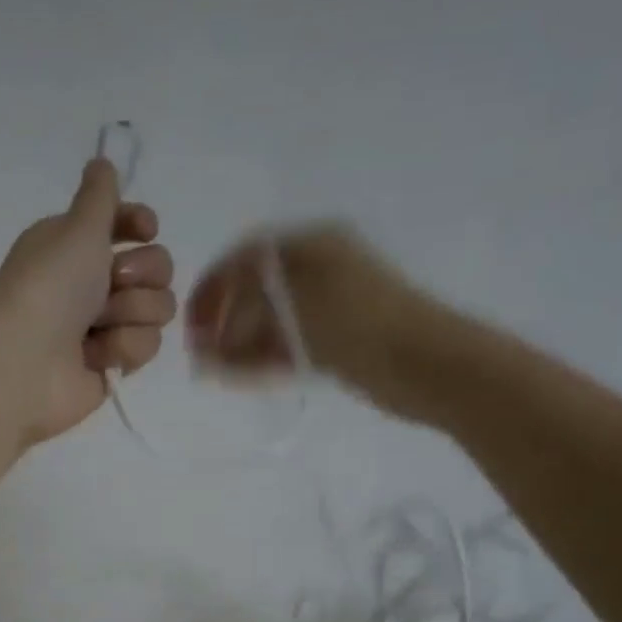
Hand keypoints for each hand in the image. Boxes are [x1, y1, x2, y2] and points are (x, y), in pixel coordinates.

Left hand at [0, 158, 175, 442]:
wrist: (25, 362)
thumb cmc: (49, 286)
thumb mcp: (77, 227)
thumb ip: (100, 194)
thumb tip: (102, 162)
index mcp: (76, 245)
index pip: (128, 226)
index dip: (142, 225)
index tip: (145, 229)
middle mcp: (92, 282)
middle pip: (156, 267)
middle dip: (143, 273)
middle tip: (113, 282)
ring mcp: (104, 326)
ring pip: (156, 308)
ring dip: (132, 313)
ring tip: (98, 325)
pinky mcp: (113, 363)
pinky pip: (146, 346)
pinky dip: (123, 348)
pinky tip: (95, 355)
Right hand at [186, 222, 472, 424]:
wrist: (429, 366)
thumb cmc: (361, 324)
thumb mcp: (297, 301)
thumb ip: (249, 305)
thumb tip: (213, 328)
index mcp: (313, 246)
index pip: (247, 257)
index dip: (214, 286)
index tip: (192, 320)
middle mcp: (318, 271)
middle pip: (256, 291)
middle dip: (224, 320)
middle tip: (200, 351)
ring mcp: (328, 309)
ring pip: (270, 323)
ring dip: (238, 344)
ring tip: (212, 369)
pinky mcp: (336, 344)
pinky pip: (288, 347)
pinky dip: (261, 360)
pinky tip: (237, 376)